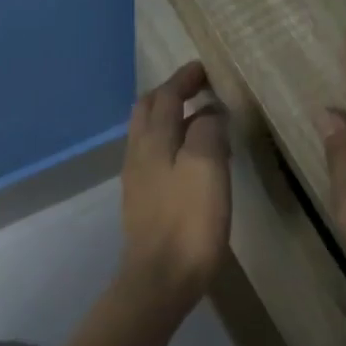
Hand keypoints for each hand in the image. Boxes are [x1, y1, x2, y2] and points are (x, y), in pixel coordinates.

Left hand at [119, 61, 231, 309]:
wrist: (161, 277)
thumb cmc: (189, 221)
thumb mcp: (207, 167)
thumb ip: (208, 130)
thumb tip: (209, 112)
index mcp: (154, 139)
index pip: (166, 96)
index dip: (184, 79)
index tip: (203, 68)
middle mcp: (138, 152)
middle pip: (148, 110)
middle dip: (170, 93)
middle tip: (198, 88)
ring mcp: (136, 178)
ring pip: (147, 133)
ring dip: (168, 117)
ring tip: (197, 118)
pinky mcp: (141, 200)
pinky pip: (151, 155)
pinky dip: (168, 141)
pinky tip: (186, 156)